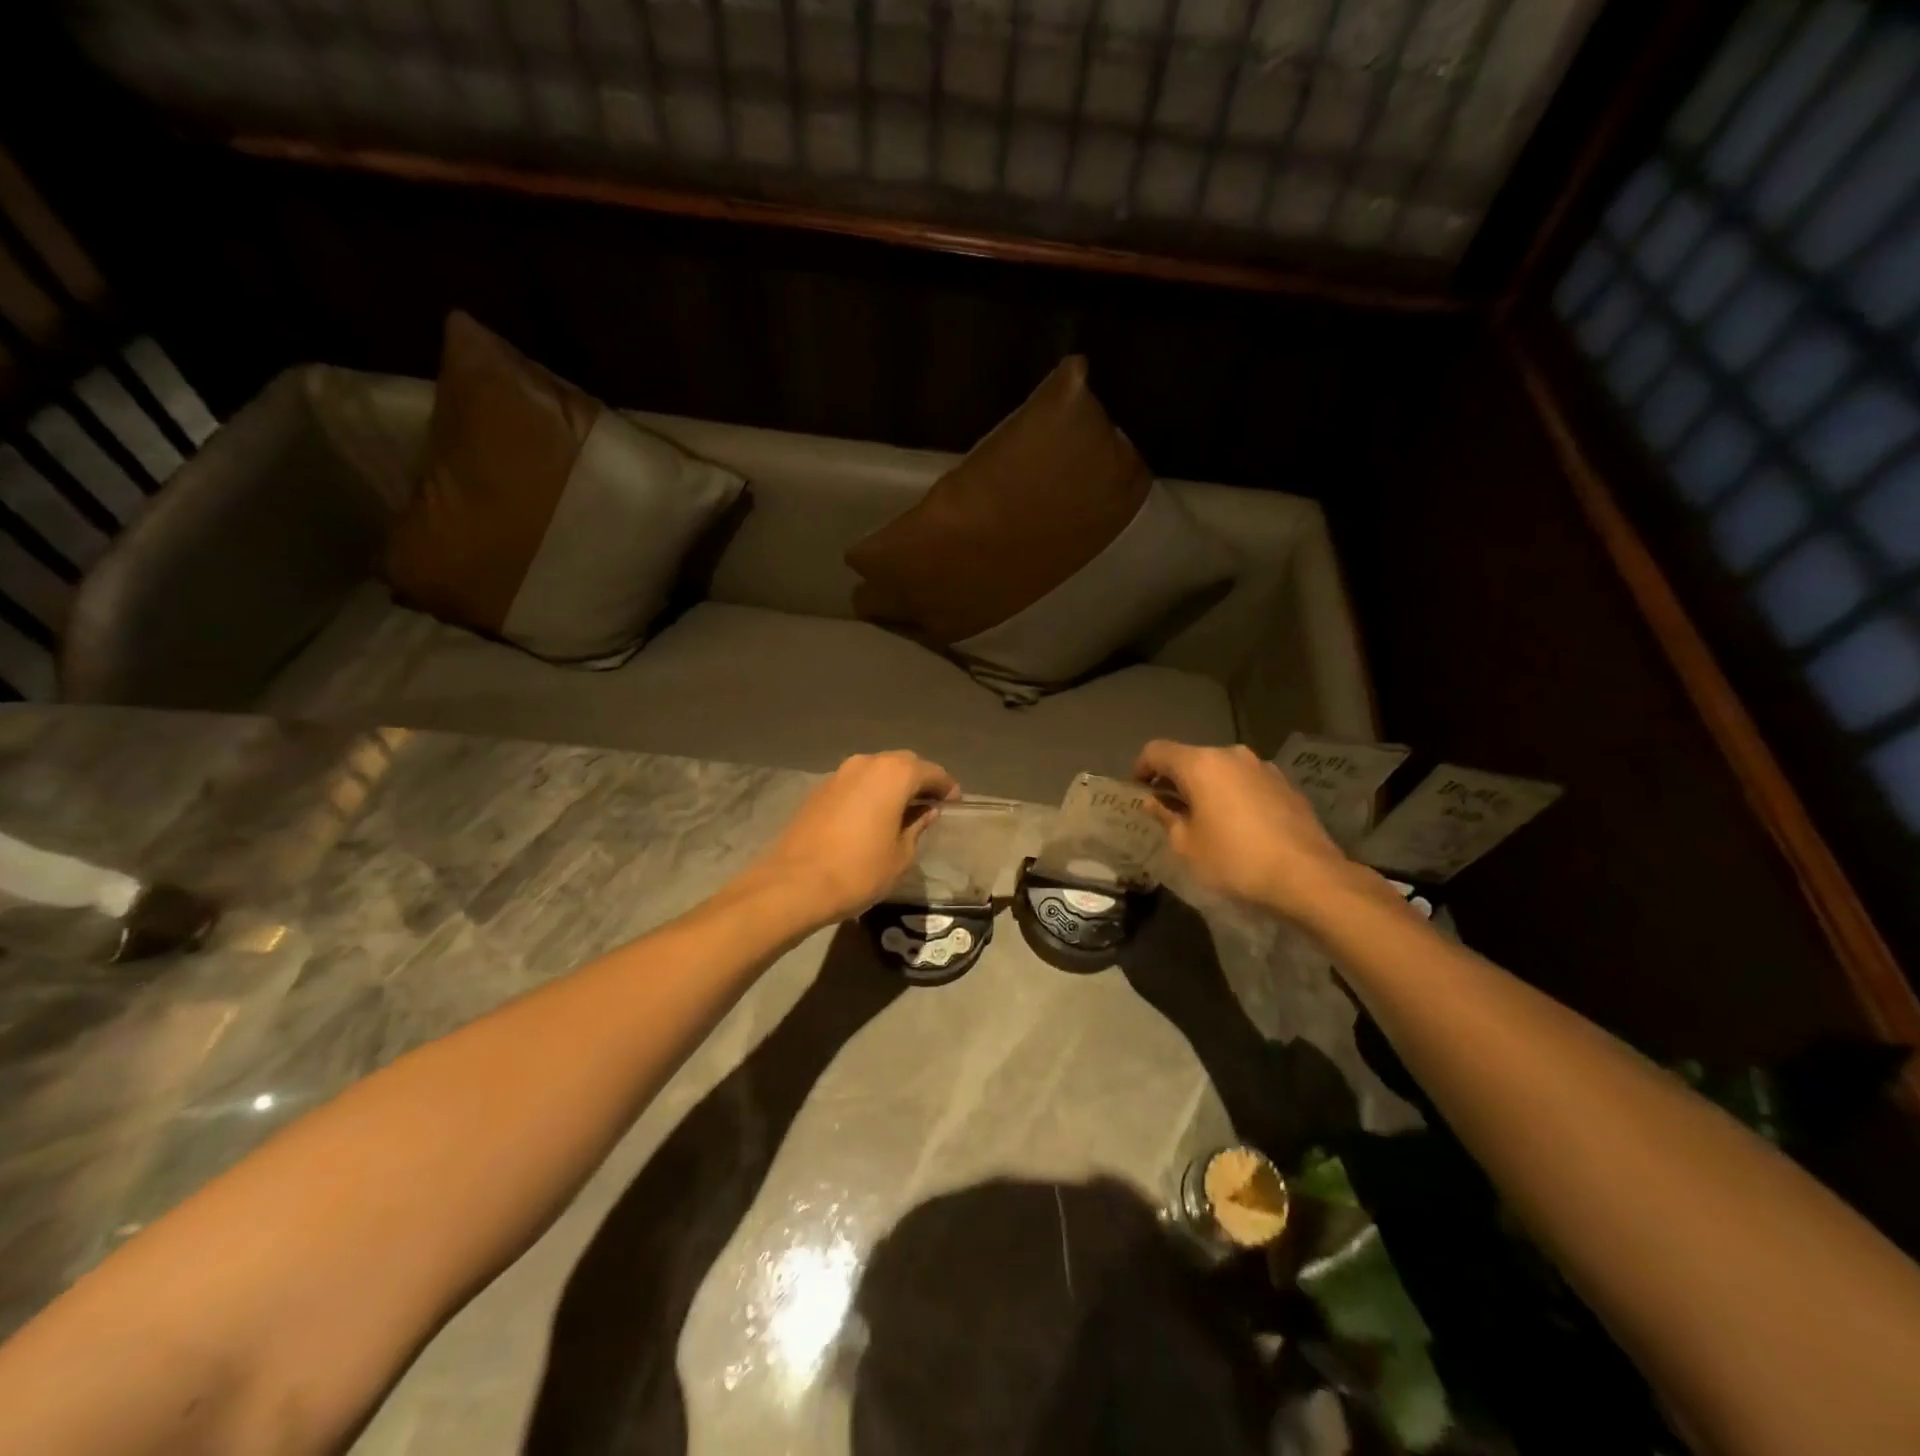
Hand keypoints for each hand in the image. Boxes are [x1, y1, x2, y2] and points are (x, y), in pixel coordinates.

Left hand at [751, 751, 959, 926]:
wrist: (794, 884)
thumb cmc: (858, 870)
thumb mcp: (901, 855)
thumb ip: (917, 826)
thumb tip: (926, 812)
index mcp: (894, 774)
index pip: (931, 772)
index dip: (946, 787)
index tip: (954, 803)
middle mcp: (866, 763)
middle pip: (902, 764)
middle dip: (919, 780)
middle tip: (930, 804)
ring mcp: (839, 774)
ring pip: (875, 771)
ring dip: (891, 785)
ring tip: (901, 811)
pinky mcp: (819, 790)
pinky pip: (855, 783)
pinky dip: (869, 793)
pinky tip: (871, 817)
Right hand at [1134, 740, 1362, 922]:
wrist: (1308, 877)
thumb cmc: (1235, 860)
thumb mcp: (1187, 845)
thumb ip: (1166, 817)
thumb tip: (1155, 801)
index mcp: (1201, 764)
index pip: (1157, 751)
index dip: (1141, 768)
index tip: (1138, 790)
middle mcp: (1231, 755)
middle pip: (1191, 758)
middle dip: (1175, 779)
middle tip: (1169, 809)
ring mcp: (1262, 767)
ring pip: (1221, 769)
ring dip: (1206, 787)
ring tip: (1205, 819)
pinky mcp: (1285, 784)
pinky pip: (1246, 782)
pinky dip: (1233, 794)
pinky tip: (1238, 825)